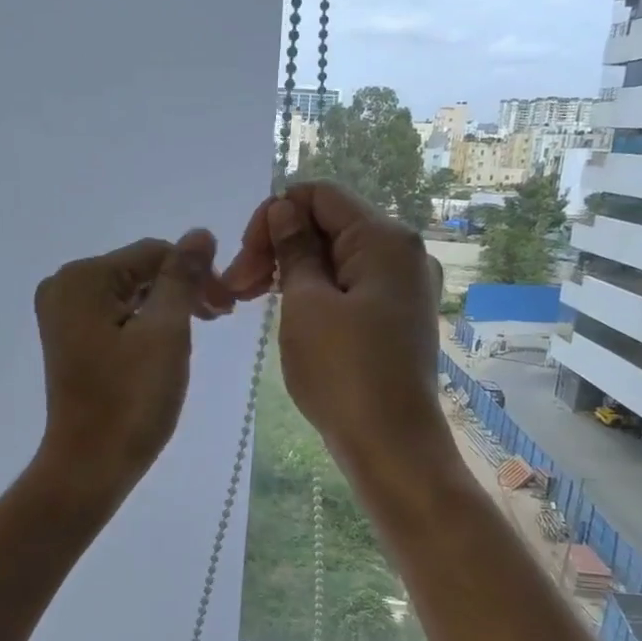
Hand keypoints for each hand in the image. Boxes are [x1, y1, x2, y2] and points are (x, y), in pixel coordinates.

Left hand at [31, 230, 232, 496]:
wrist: (90, 466)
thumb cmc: (131, 400)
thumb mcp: (166, 332)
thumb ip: (183, 277)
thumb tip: (200, 233)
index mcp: (82, 278)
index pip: (154, 253)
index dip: (198, 272)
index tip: (229, 307)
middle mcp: (64, 287)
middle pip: (140, 271)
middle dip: (183, 290)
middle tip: (222, 318)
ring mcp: (63, 315)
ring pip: (131, 294)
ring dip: (168, 307)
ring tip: (201, 332)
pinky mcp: (70, 339)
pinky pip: (116, 315)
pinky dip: (146, 324)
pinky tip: (167, 344)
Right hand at [222, 182, 450, 477]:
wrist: (391, 445)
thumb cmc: (343, 372)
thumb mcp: (305, 304)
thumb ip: (294, 249)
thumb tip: (284, 209)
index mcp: (385, 238)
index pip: (319, 195)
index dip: (273, 216)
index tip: (245, 259)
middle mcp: (403, 252)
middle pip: (328, 225)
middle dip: (277, 246)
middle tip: (237, 288)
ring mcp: (403, 286)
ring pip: (336, 258)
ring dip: (291, 271)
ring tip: (252, 302)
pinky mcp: (397, 316)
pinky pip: (350, 286)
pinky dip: (315, 291)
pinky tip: (289, 314)